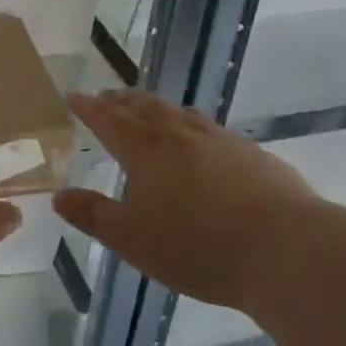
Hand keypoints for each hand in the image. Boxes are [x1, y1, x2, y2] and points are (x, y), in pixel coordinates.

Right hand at [54, 89, 325, 310]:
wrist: (286, 249)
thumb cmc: (199, 247)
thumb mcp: (134, 240)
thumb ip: (94, 215)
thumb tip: (58, 195)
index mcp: (146, 149)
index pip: (109, 119)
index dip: (89, 107)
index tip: (73, 96)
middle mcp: (179, 133)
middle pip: (143, 107)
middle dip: (120, 101)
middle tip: (107, 96)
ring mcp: (218, 138)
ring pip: (177, 112)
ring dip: (155, 106)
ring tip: (147, 107)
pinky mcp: (251, 152)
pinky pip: (208, 127)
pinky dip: (189, 123)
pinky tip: (200, 137)